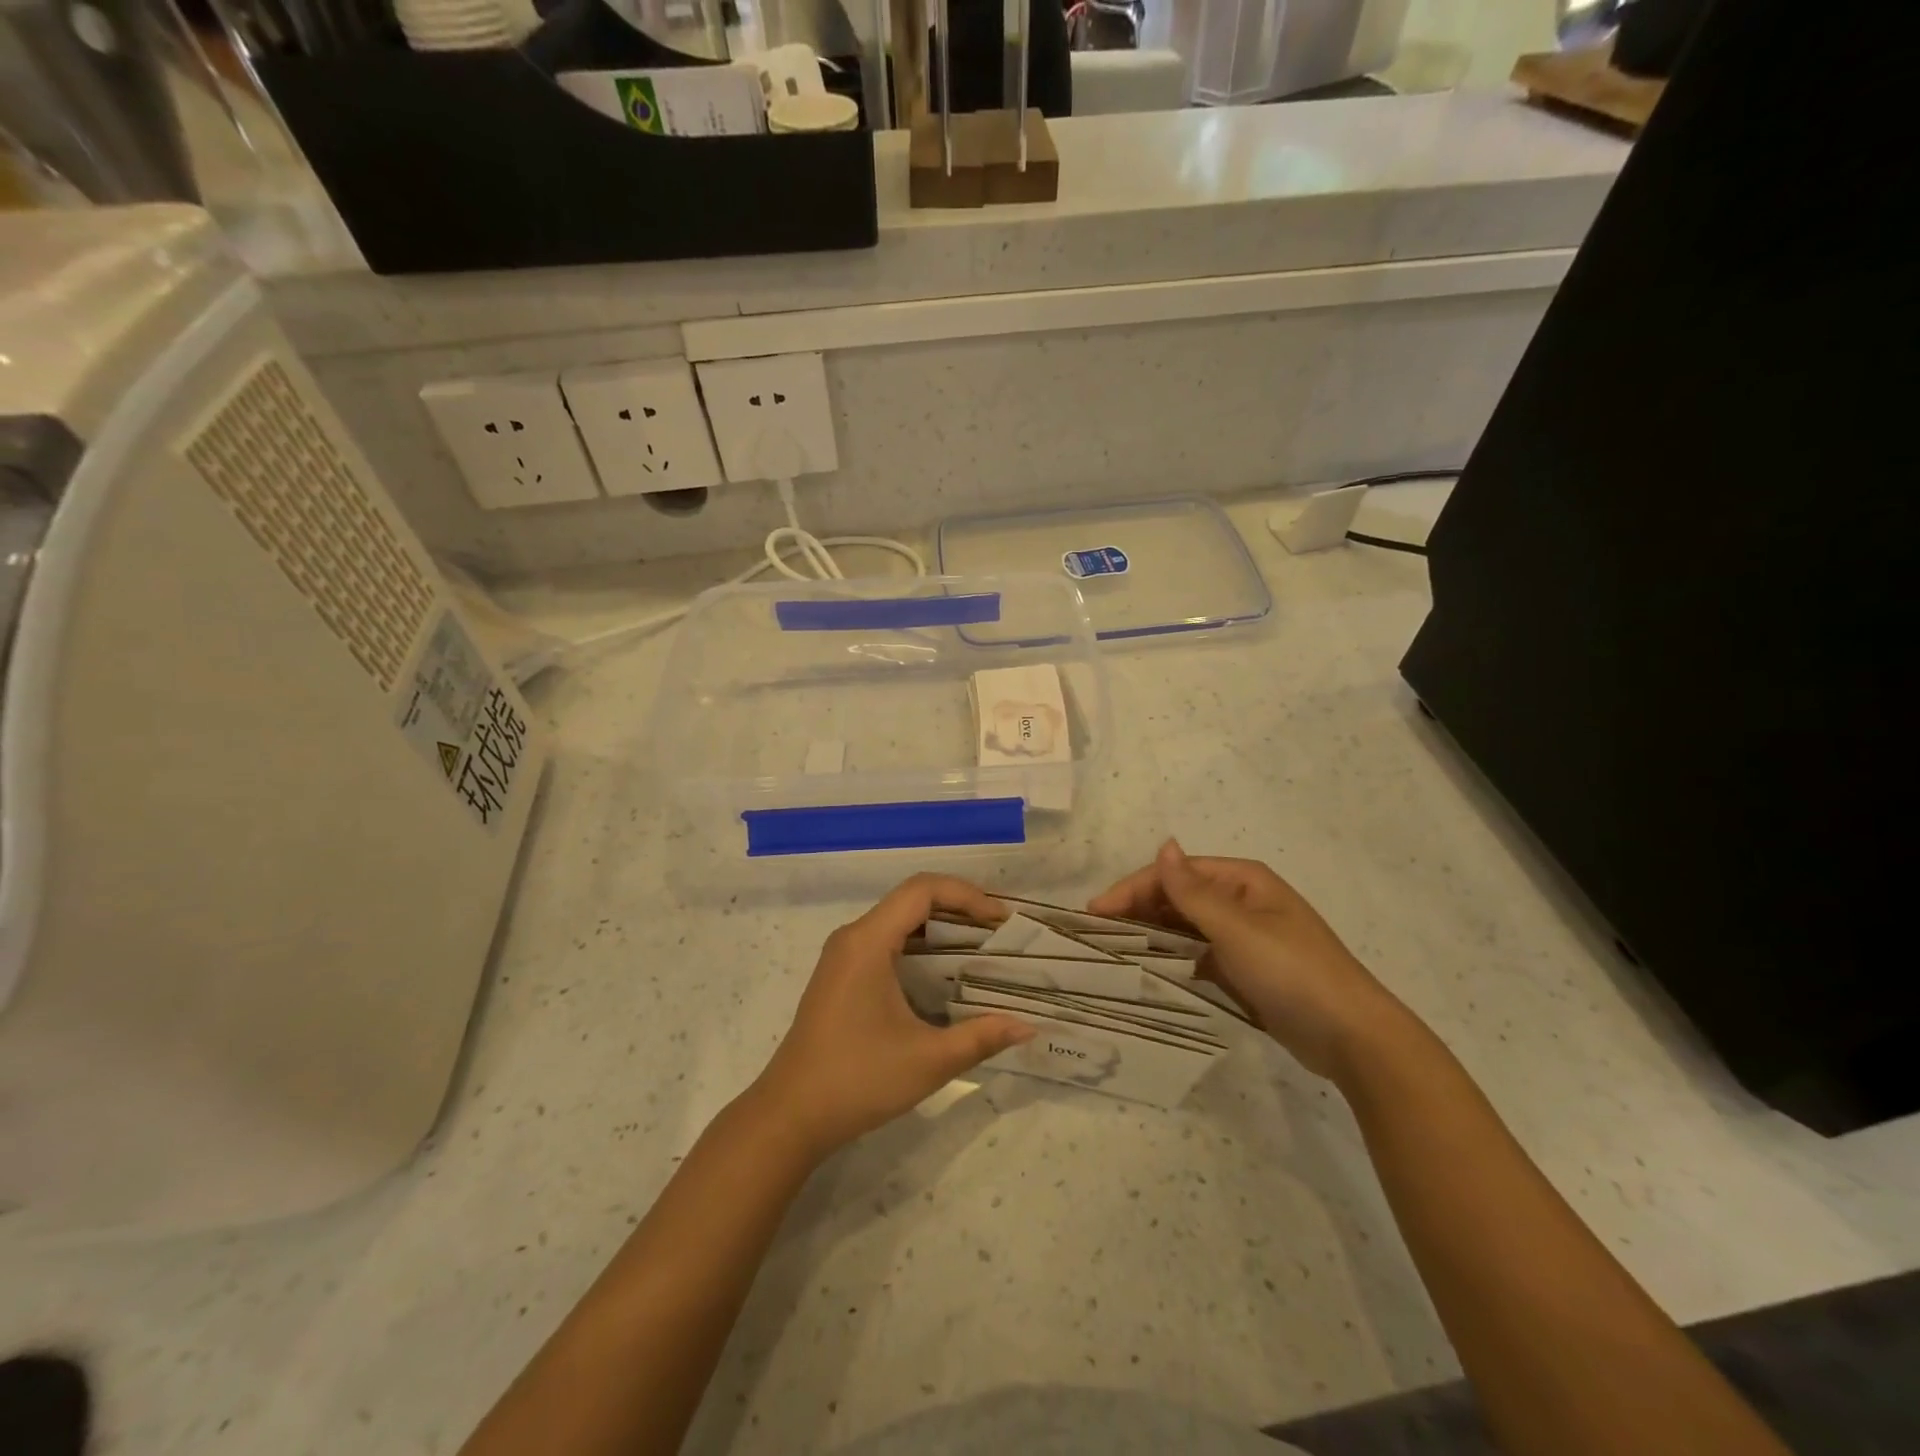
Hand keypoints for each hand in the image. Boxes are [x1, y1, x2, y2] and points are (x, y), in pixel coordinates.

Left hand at [751, 874, 1034, 1159]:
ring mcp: (843, 956)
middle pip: (912, 900)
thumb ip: (981, 1037)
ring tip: (981, 950)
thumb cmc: (857, 1080)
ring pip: (899, 921)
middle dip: (959, 909)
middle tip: (999, 934)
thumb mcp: (928, 1060)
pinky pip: (886, 942)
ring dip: (940, 928)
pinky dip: (920, 947)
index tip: (1001, 920)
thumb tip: (1028, 1027)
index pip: (922, 890)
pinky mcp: (841, 976)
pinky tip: (945, 976)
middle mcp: (853, 937)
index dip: (966, 895)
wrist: (789, 1116)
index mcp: (868, 941)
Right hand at [1089, 840, 1406, 1080]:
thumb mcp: (1237, 928)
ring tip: (1112, 950)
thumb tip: (1164, 844)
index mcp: (1242, 880)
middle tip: (1096, 935)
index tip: (1095, 913)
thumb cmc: (1291, 971)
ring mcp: (1242, 936)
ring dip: (1152, 933)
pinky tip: (1147, 969)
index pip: (1174, 875)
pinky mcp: (1243, 969)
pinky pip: (1197, 954)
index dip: (1133, 889)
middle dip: (1138, 910)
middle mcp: (1240, 901)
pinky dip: (1172, 957)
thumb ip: (1192, 892)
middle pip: (1177, 897)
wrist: (1350, 1036)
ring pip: (1185, 927)